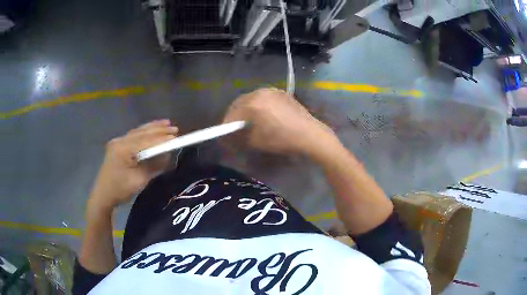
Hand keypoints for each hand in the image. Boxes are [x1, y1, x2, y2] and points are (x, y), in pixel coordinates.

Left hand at [88, 120, 177, 212]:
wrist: (103, 196)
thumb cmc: (120, 190)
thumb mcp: (139, 180)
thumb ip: (153, 165)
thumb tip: (167, 155)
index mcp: (124, 149)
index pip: (146, 141)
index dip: (161, 139)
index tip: (176, 137)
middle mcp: (120, 141)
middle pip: (142, 133)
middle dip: (158, 130)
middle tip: (175, 128)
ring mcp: (117, 142)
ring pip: (137, 132)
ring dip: (152, 128)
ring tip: (166, 124)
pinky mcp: (117, 146)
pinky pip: (133, 136)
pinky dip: (144, 133)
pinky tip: (150, 130)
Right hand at [222, 88, 336, 156]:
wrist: (310, 134)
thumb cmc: (282, 139)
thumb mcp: (257, 141)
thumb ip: (238, 138)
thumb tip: (227, 138)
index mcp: (253, 104)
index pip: (232, 114)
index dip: (226, 125)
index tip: (223, 134)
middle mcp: (260, 92)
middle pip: (239, 103)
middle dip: (234, 115)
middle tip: (233, 128)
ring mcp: (271, 90)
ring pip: (251, 98)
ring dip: (245, 109)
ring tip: (246, 121)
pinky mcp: (280, 92)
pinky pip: (262, 97)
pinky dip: (257, 105)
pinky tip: (261, 114)